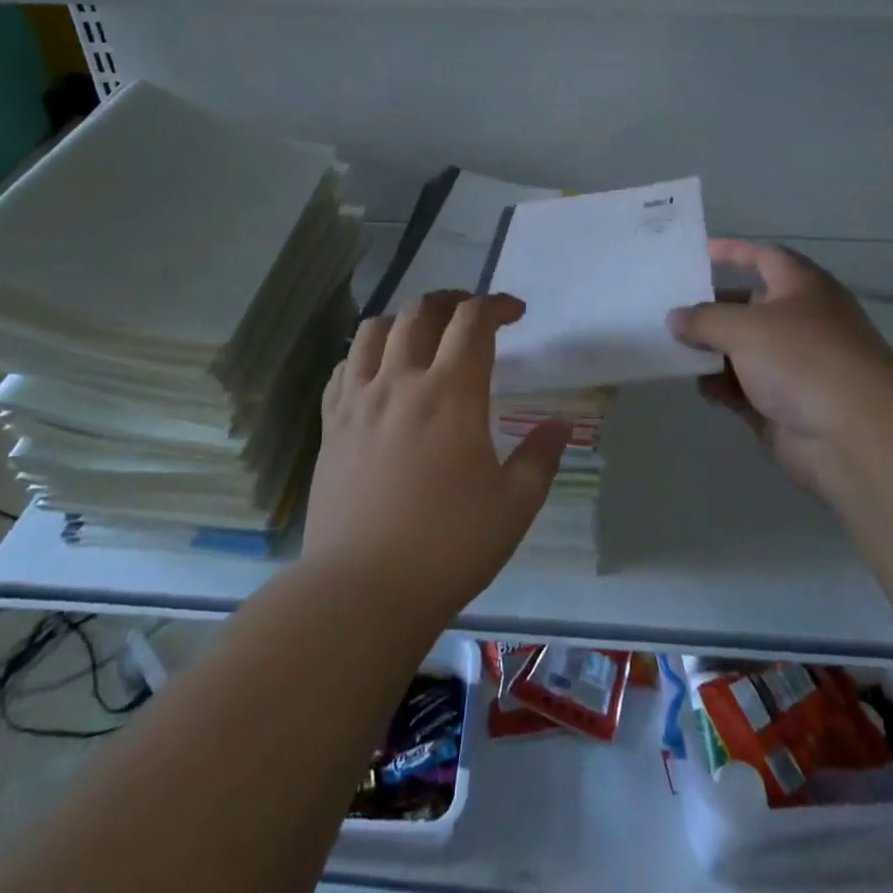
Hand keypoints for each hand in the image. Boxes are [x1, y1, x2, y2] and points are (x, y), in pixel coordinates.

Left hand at [306, 291, 570, 621]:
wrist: (361, 591)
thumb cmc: (448, 547)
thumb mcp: (514, 506)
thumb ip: (540, 456)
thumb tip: (560, 424)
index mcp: (450, 393)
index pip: (473, 322)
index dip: (497, 305)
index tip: (516, 312)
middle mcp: (401, 382)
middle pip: (421, 312)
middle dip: (452, 300)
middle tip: (472, 314)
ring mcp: (359, 401)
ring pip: (374, 330)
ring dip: (405, 319)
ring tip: (423, 334)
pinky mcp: (331, 425)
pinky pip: (343, 368)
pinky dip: (365, 355)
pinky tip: (378, 374)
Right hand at [668, 240, 892, 502]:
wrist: (859, 438)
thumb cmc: (804, 360)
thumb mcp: (745, 327)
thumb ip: (704, 319)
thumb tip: (675, 318)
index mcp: (802, 288)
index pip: (764, 257)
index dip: (733, 252)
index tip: (698, 252)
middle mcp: (800, 322)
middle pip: (747, 306)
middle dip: (710, 309)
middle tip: (667, 311)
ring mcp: (793, 367)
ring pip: (741, 350)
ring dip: (710, 351)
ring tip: (672, 351)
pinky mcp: (784, 406)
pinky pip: (744, 388)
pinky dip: (722, 386)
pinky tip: (701, 388)